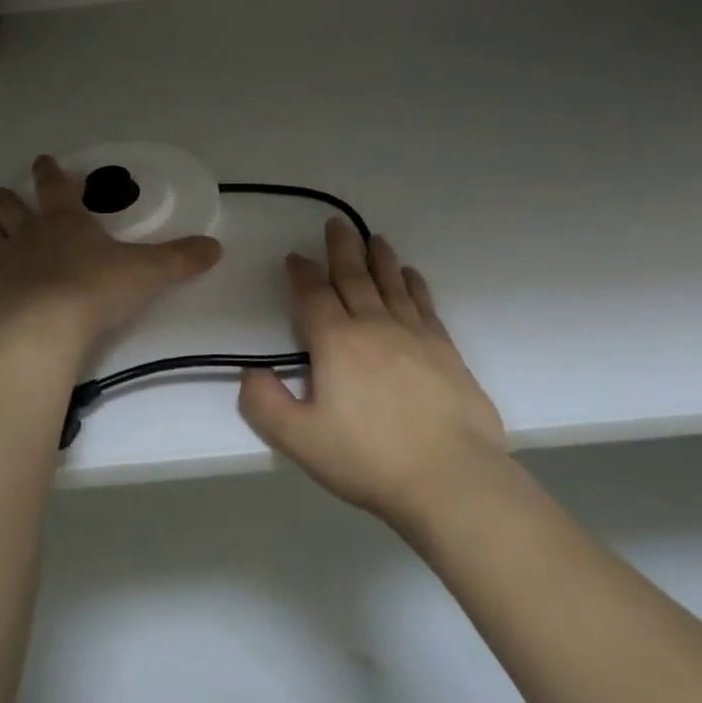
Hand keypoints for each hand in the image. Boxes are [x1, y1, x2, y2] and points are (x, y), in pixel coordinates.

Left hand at [0, 156, 222, 347]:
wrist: (46, 330)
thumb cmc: (96, 291)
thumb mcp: (148, 273)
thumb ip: (181, 259)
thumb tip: (216, 247)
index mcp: (65, 220)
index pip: (54, 184)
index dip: (50, 171)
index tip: (44, 161)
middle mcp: (29, 232)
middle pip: (8, 204)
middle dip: (8, 199)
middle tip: (9, 199)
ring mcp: (0, 260)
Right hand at [238, 219, 509, 528]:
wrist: (451, 478)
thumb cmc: (369, 458)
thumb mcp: (300, 440)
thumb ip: (265, 404)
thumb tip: (250, 372)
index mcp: (336, 342)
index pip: (313, 295)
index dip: (301, 273)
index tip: (295, 257)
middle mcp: (374, 326)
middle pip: (354, 277)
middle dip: (341, 249)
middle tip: (337, 223)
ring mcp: (414, 334)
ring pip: (391, 284)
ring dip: (379, 258)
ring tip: (375, 238)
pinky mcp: (445, 350)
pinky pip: (425, 304)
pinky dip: (414, 285)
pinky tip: (412, 276)